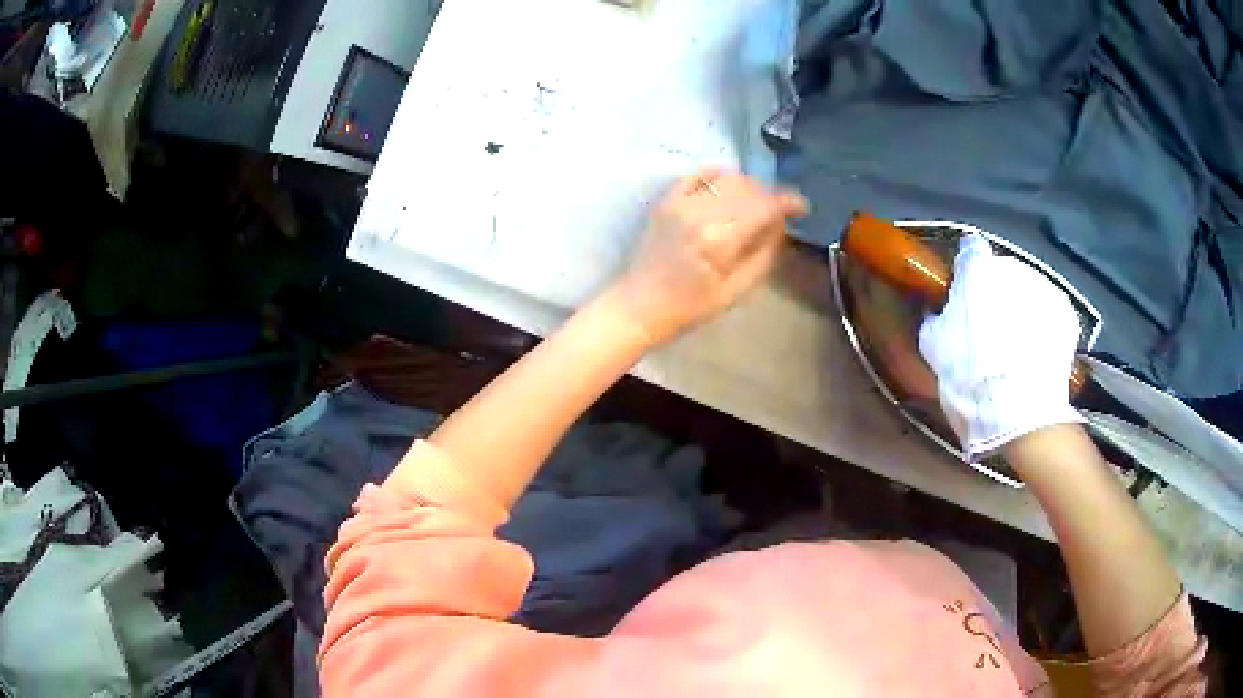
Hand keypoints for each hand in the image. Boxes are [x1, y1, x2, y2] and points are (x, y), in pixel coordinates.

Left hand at [611, 169, 807, 344]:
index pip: (764, 206)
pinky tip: (728, 187)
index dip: (789, 202)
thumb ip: (764, 254)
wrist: (641, 305)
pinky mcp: (667, 200)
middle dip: (770, 196)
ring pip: (727, 178)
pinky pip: (698, 173)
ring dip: (748, 186)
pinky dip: (718, 175)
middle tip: (778, 212)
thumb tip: (781, 225)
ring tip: (755, 203)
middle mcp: (701, 213)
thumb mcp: (737, 290)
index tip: (802, 208)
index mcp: (720, 240)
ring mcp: (681, 203)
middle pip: (749, 188)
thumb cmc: (691, 306)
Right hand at [918, 234, 1083, 458]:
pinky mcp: (1066, 313)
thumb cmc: (969, 378)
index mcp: (977, 269)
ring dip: (1020, 308)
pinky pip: (1048, 311)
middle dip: (995, 293)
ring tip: (1015, 345)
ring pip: (1027, 290)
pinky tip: (1035, 353)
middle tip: (988, 329)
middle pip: (1001, 272)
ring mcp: (1044, 287)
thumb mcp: (934, 347)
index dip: (966, 269)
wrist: (1019, 415)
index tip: (963, 291)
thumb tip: (941, 312)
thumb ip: (937, 317)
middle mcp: (1012, 267)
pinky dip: (1042, 325)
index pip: (970, 250)